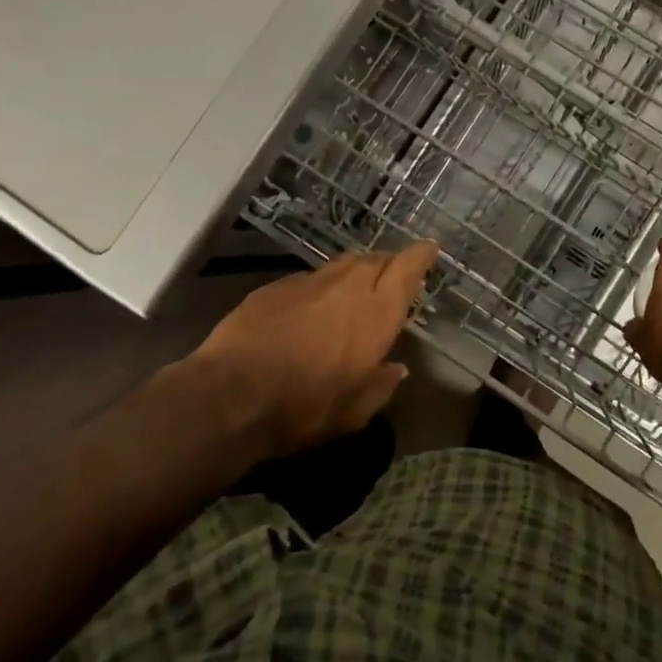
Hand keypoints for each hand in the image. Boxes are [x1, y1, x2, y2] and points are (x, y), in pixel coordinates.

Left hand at [191, 241, 439, 459]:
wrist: (230, 394)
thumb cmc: (303, 408)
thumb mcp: (353, 413)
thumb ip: (380, 386)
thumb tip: (396, 369)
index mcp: (376, 313)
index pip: (407, 268)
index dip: (421, 255)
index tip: (430, 247)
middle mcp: (347, 286)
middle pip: (376, 259)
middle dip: (389, 264)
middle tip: (393, 278)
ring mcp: (309, 282)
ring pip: (342, 264)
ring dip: (355, 272)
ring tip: (354, 290)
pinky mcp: (275, 286)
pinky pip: (309, 279)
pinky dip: (320, 287)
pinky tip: (311, 308)